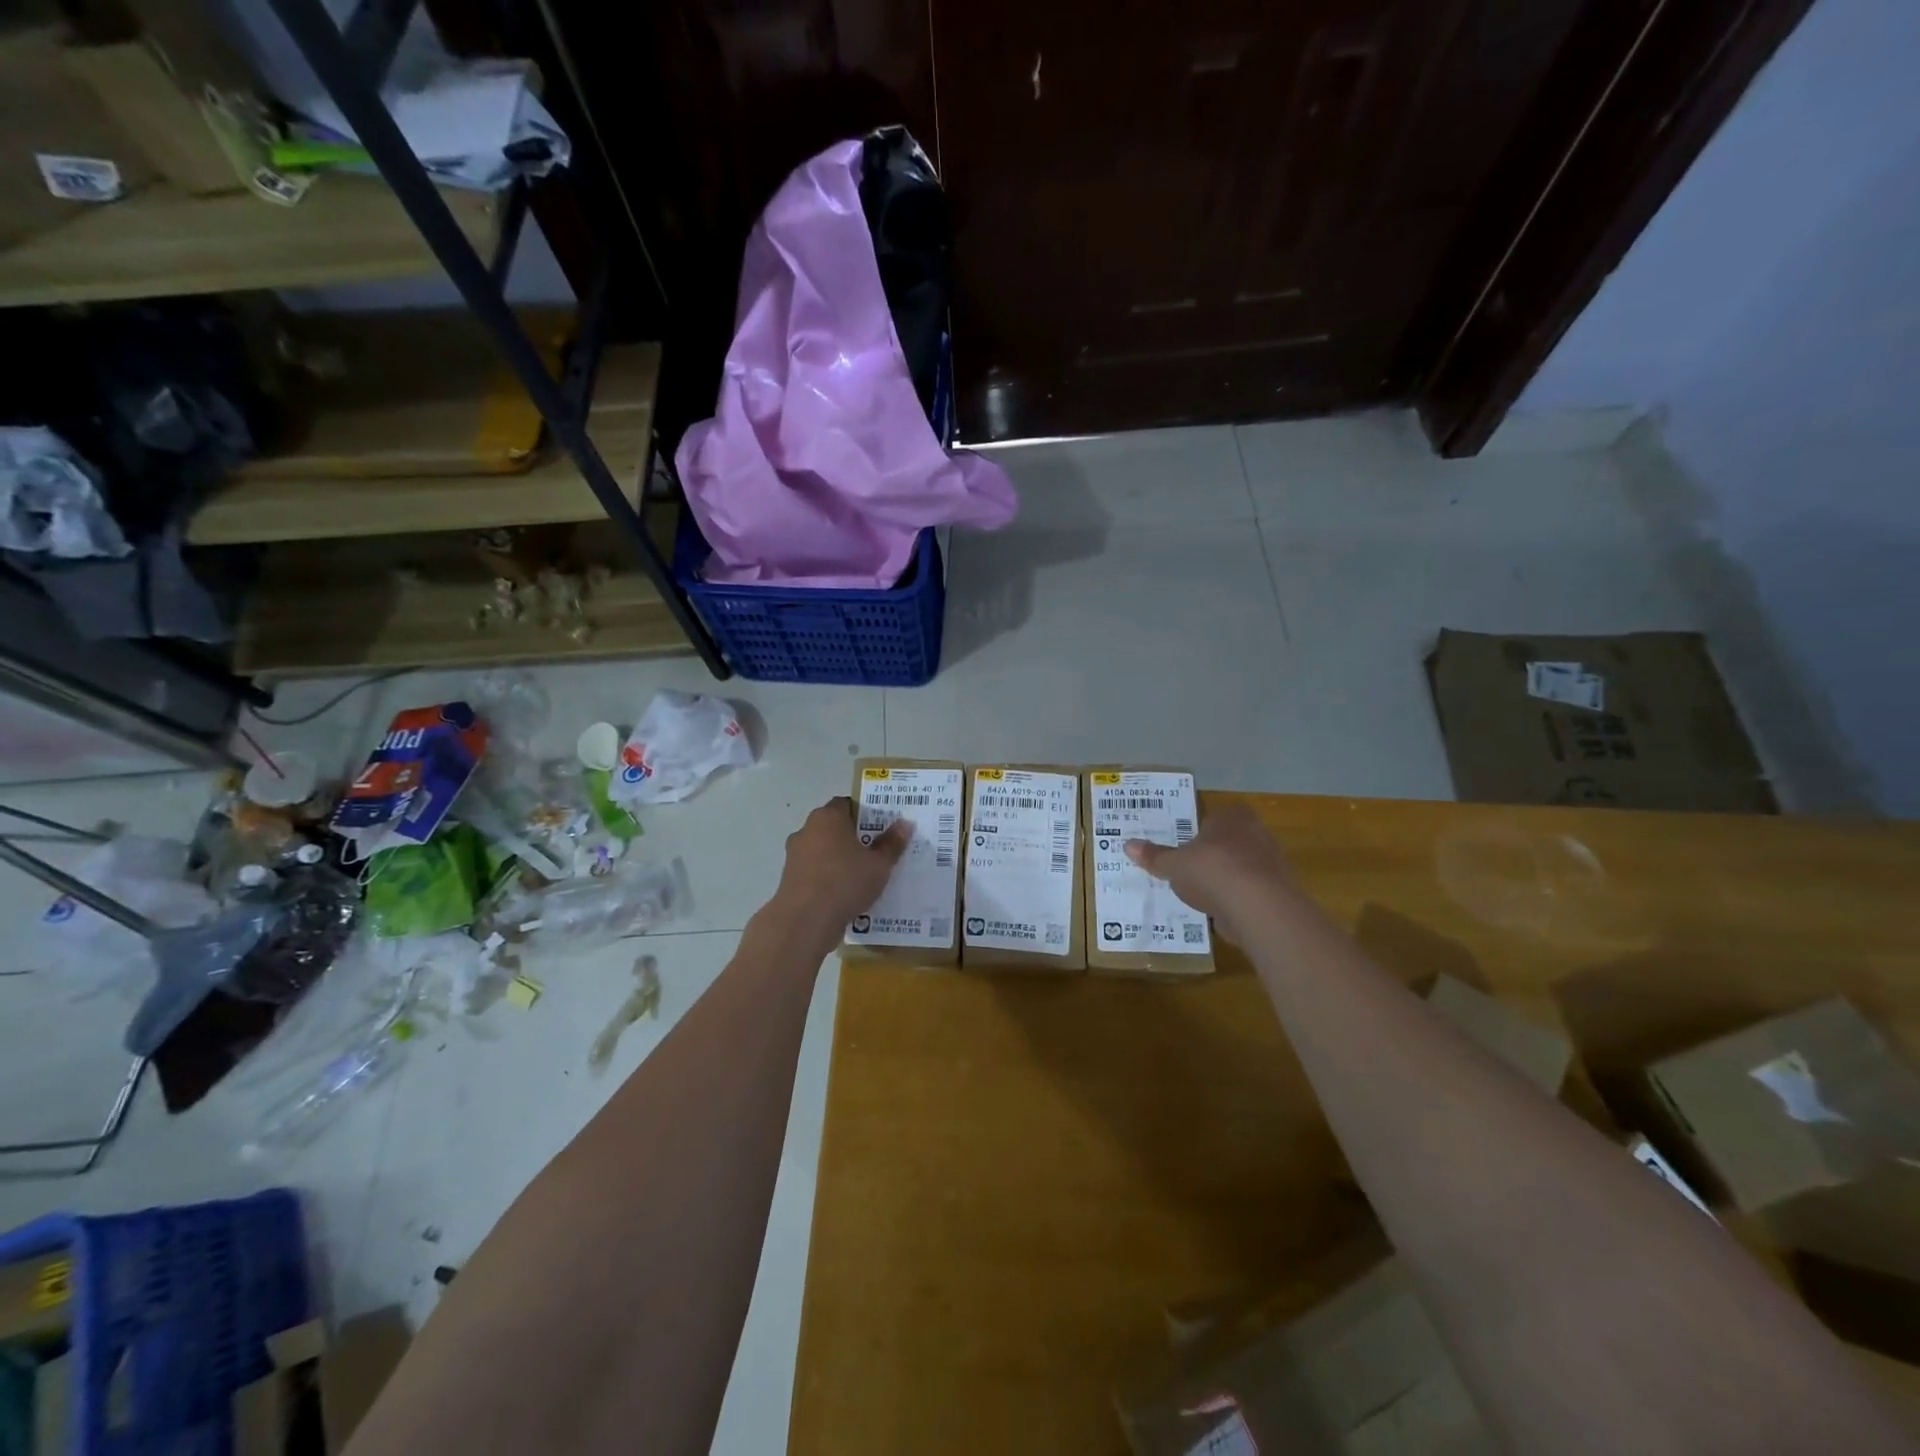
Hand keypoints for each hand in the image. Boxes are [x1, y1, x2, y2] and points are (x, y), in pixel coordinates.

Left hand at [766, 796, 910, 947]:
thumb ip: (892, 843)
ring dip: (839, 859)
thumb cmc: (845, 882)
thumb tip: (905, 823)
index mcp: (828, 817)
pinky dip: (828, 877)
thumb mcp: (879, 864)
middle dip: (853, 837)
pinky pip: (815, 871)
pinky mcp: (789, 878)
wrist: (805, 920)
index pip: (846, 804)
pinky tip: (845, 894)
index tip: (880, 828)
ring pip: (823, 851)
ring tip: (862, 876)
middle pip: (834, 827)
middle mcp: (807, 830)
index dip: (864, 813)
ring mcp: (795, 855)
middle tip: (876, 851)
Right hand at [1125, 803, 1296, 939]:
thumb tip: (1128, 845)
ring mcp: (1270, 863)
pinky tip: (1217, 913)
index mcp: (1232, 817)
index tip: (1184, 845)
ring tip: (1199, 895)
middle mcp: (1256, 833)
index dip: (1200, 830)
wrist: (1258, 908)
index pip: (1215, 816)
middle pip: (1229, 842)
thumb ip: (1154, 856)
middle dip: (1211, 855)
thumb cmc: (1212, 870)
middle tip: (1188, 869)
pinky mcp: (1277, 892)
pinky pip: (1249, 892)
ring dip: (1224, 879)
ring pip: (1241, 868)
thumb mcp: (1173, 864)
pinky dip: (1235, 901)